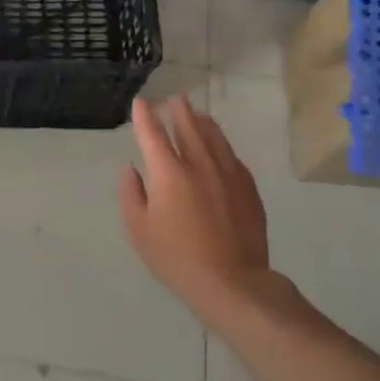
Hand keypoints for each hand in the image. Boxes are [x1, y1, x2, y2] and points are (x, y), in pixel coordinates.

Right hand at [119, 95, 305, 328]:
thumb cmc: (176, 257)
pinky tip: (220, 147)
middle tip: (174, 98)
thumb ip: (131, 194)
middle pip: (189, 127)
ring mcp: (228, 174)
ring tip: (197, 114)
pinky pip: (233, 157)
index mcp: (169, 172)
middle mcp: (200, 164)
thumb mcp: (139, 229)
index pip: (153, 134)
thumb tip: (132, 169)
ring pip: (215, 138)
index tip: (141, 102)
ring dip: (203, 122)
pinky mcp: (248, 188)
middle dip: (179, 110)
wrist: (232, 281)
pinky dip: (222, 145)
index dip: (145, 116)